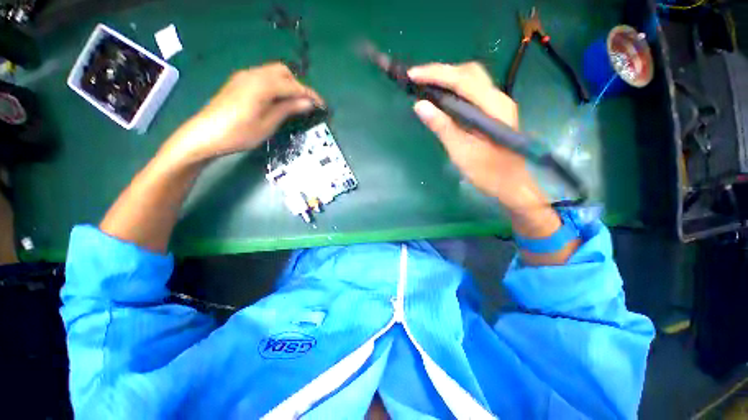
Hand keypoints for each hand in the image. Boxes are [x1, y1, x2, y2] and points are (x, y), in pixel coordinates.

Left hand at [164, 63, 323, 164]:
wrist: (205, 134)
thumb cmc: (239, 134)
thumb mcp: (267, 124)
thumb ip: (287, 109)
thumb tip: (308, 102)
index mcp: (262, 85)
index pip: (293, 85)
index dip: (309, 94)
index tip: (322, 105)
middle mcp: (253, 74)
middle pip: (283, 72)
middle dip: (298, 86)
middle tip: (306, 104)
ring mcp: (244, 77)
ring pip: (272, 73)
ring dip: (287, 85)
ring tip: (294, 103)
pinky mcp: (239, 82)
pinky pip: (263, 77)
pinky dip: (276, 85)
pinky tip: (277, 100)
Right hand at [408, 62, 548, 212]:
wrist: (510, 184)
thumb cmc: (487, 172)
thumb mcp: (461, 151)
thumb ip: (442, 127)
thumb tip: (419, 105)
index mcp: (493, 107)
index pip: (463, 80)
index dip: (436, 74)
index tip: (413, 74)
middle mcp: (498, 99)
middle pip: (469, 73)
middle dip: (442, 72)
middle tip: (419, 79)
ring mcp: (497, 104)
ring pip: (471, 80)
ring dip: (448, 79)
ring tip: (426, 86)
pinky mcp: (493, 112)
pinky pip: (472, 93)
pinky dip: (455, 90)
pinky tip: (442, 99)